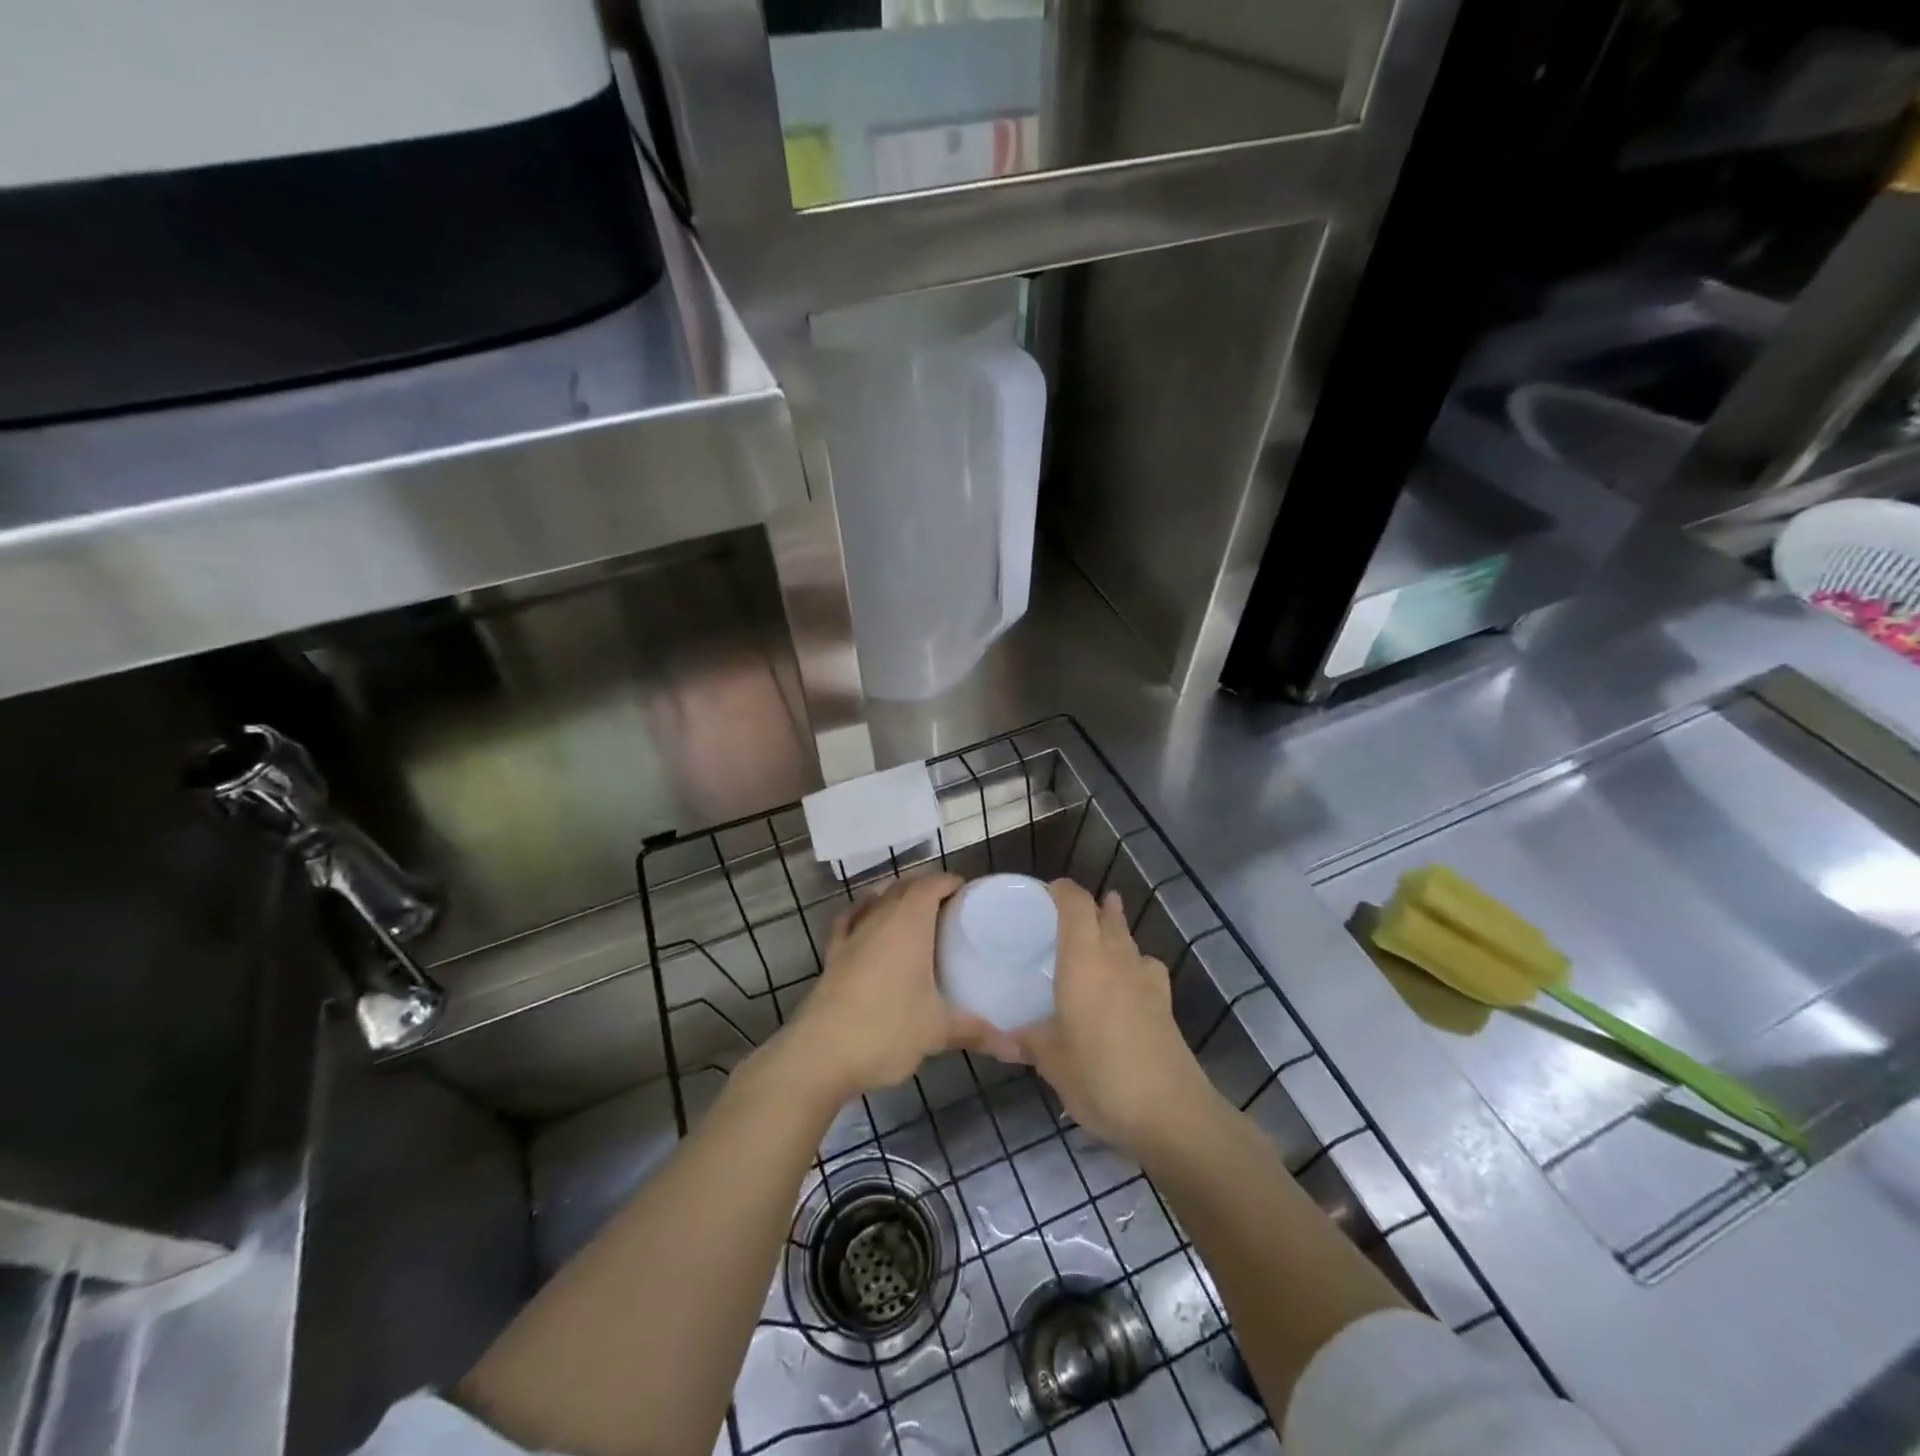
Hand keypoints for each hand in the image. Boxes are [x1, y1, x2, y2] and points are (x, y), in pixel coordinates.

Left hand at [783, 872, 1021, 1101]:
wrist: (819, 1055)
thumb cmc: (885, 1030)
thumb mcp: (937, 1031)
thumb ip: (976, 1032)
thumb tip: (1016, 1048)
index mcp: (908, 924)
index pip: (931, 884)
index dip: (950, 882)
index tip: (970, 895)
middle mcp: (879, 919)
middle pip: (904, 887)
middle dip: (927, 889)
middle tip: (953, 910)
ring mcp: (852, 935)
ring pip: (877, 901)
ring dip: (897, 899)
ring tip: (918, 917)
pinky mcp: (833, 956)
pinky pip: (850, 921)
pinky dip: (863, 915)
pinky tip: (869, 925)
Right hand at [1018, 881, 1215, 1156]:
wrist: (1170, 1112)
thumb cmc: (1100, 1076)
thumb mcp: (1051, 1061)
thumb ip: (1027, 1041)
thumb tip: (1000, 1039)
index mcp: (1084, 961)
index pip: (1076, 904)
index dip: (1062, 890)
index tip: (1043, 892)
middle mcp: (1116, 959)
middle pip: (1105, 916)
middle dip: (1088, 907)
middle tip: (1062, 916)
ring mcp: (1146, 980)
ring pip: (1128, 938)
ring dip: (1113, 927)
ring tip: (1099, 929)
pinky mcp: (1164, 1003)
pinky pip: (1146, 966)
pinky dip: (1134, 961)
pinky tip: (1128, 979)